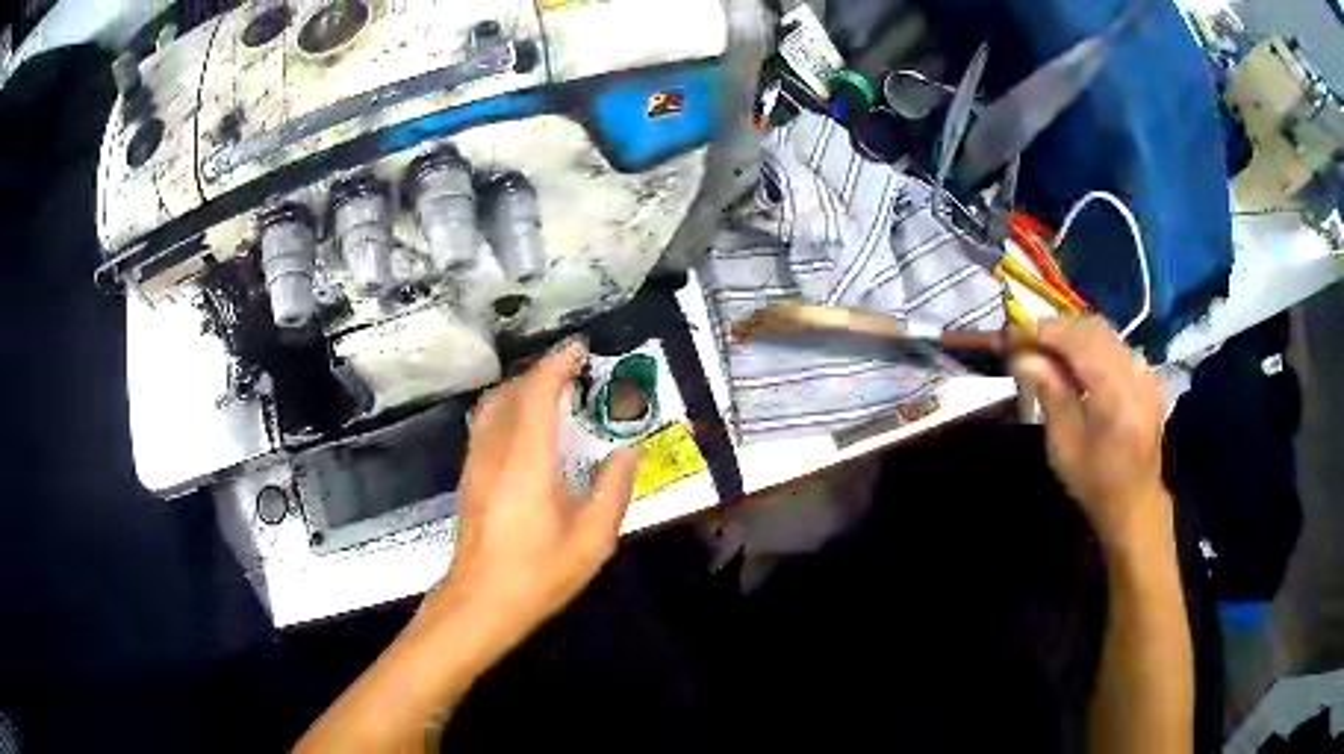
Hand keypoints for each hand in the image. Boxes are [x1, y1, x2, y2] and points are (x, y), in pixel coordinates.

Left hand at [425, 340, 639, 648]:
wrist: (480, 603)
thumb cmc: (539, 574)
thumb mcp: (593, 541)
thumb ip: (613, 490)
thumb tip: (628, 451)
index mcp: (528, 461)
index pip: (538, 392)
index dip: (558, 363)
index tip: (581, 348)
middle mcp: (496, 451)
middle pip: (512, 391)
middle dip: (542, 371)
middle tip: (576, 372)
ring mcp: (476, 462)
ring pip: (493, 404)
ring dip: (522, 387)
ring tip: (553, 392)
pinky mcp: (469, 476)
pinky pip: (486, 423)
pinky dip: (508, 407)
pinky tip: (528, 427)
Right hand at [1011, 317, 1170, 550]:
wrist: (1134, 502)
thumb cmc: (1094, 481)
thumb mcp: (1063, 446)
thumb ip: (1049, 393)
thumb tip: (1023, 356)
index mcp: (1114, 395)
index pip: (1077, 342)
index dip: (1044, 332)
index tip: (1014, 334)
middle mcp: (1135, 374)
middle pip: (1092, 329)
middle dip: (1058, 329)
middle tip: (1028, 342)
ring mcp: (1146, 373)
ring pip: (1105, 333)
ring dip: (1074, 335)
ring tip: (1050, 352)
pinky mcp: (1148, 376)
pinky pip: (1116, 346)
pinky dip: (1092, 345)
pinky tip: (1077, 364)